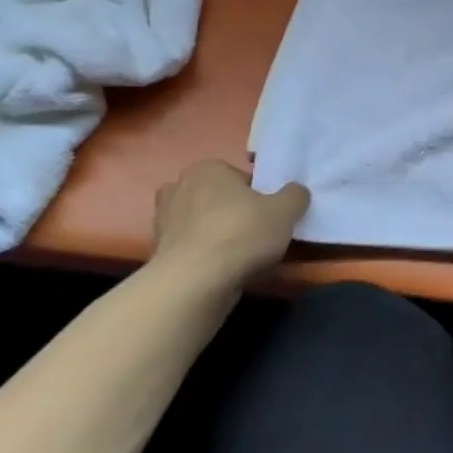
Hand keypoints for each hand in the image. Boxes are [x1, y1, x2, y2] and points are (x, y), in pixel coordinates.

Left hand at [151, 159, 308, 288]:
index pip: (241, 178)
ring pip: (201, 224)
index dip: (258, 196)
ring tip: (239, 256)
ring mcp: (162, 222)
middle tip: (254, 233)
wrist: (194, 284)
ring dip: (216, 235)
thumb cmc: (241, 234)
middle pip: (218, 199)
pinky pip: (190, 248)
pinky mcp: (157, 253)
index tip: (268, 215)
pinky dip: (203, 256)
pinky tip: (220, 270)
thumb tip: (295, 192)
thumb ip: (295, 195)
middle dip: (233, 213)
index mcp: (207, 168)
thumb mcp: (286, 210)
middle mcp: (179, 187)